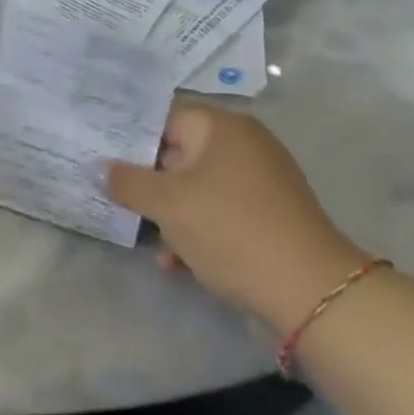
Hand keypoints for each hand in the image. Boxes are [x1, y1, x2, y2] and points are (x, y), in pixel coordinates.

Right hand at [107, 102, 367, 333]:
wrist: (313, 296)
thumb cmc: (231, 230)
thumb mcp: (168, 205)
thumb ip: (127, 182)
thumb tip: (101, 168)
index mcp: (222, 127)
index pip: (162, 118)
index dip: (129, 138)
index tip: (100, 157)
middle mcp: (244, 145)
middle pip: (179, 154)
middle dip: (148, 182)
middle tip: (115, 198)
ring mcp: (261, 182)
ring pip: (198, 188)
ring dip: (170, 214)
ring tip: (149, 241)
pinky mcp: (270, 217)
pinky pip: (221, 213)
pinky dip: (198, 231)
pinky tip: (177, 264)